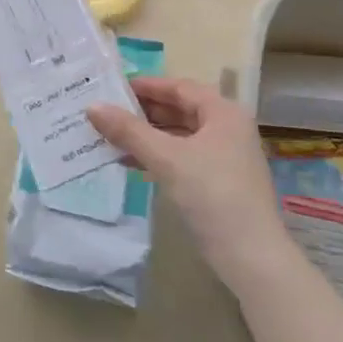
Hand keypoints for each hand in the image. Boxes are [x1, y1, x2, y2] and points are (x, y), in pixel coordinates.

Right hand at [86, 76, 288, 289]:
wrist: (250, 256)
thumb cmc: (212, 194)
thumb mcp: (167, 158)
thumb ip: (129, 130)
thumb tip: (92, 107)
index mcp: (223, 113)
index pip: (179, 87)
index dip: (146, 85)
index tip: (113, 86)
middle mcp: (227, 129)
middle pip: (179, 110)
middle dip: (143, 111)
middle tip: (107, 110)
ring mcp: (224, 156)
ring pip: (178, 135)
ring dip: (146, 135)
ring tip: (110, 135)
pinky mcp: (217, 181)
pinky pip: (181, 157)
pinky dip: (157, 155)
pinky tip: (129, 162)